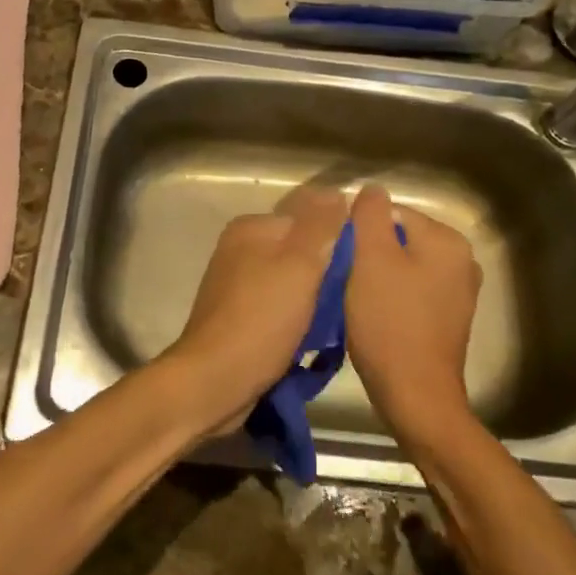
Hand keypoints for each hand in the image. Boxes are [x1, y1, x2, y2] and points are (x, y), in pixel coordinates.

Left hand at [161, 187, 347, 435]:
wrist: (214, 382)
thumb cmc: (260, 319)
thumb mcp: (299, 265)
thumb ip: (320, 226)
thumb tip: (337, 192)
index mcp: (252, 228)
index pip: (309, 219)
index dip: (339, 242)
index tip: (361, 270)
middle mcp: (241, 249)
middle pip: (301, 252)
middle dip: (327, 275)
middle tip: (350, 301)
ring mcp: (237, 285)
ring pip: (293, 283)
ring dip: (316, 303)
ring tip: (335, 326)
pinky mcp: (239, 317)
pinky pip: (280, 309)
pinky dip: (298, 321)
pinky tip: (312, 342)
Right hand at [344, 185, 481, 443]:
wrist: (415, 395)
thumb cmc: (390, 321)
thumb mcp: (371, 258)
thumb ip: (370, 215)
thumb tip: (373, 190)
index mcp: (447, 240)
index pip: (391, 213)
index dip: (360, 232)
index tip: (341, 258)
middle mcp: (461, 260)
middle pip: (398, 239)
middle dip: (369, 254)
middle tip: (344, 279)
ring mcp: (458, 292)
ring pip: (402, 267)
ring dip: (376, 277)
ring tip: (355, 299)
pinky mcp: (448, 319)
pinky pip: (411, 292)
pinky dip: (390, 298)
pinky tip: (373, 316)